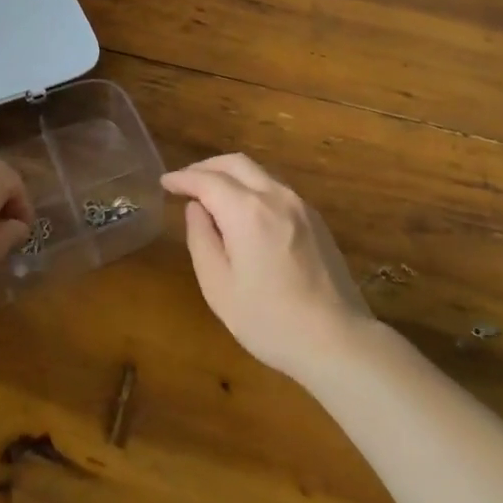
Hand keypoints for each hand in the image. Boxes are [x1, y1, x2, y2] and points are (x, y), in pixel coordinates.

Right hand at [161, 154, 374, 385]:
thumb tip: (196, 208)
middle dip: (206, 167)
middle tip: (185, 182)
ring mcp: (300, 205)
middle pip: (236, 163)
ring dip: (230, 174)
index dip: (183, 178)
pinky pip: (276, 188)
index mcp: (247, 211)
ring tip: (211, 194)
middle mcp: (275, 196)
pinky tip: (244, 210)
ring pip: (259, 172)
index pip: (207, 180)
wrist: (336, 339)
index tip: (165, 182)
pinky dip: (252, 187)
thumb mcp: (219, 287)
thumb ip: (202, 240)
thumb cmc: (269, 320)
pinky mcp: (315, 219)